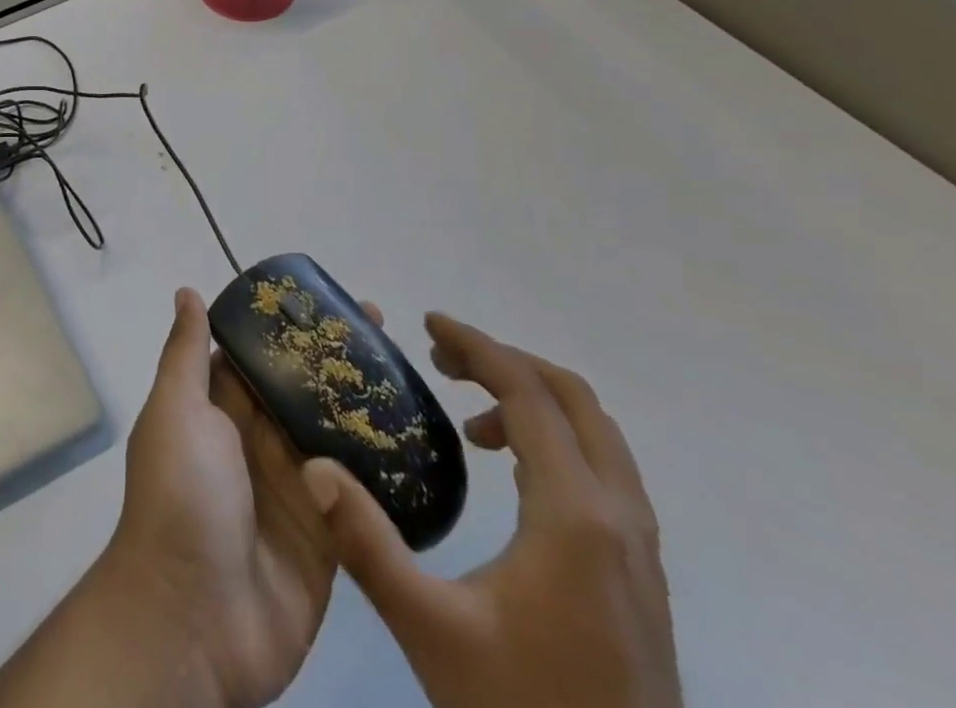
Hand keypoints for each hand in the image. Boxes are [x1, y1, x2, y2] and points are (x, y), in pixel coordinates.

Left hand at [102, 286, 381, 707]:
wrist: (193, 620)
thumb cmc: (180, 496)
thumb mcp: (176, 410)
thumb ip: (186, 353)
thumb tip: (187, 291)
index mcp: (216, 409)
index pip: (256, 355)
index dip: (287, 326)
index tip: (328, 299)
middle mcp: (253, 442)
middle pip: (299, 391)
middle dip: (334, 360)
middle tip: (384, 327)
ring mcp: (292, 490)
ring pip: (333, 435)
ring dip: (364, 407)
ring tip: (410, 371)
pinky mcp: (326, 537)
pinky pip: (358, 495)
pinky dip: (382, 470)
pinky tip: (421, 440)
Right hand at [301, 313, 682, 707]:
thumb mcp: (430, 631)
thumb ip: (367, 544)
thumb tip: (313, 468)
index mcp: (575, 516)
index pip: (529, 394)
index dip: (477, 345)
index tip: (428, 324)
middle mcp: (620, 520)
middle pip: (574, 400)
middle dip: (506, 363)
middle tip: (443, 360)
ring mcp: (641, 552)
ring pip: (597, 436)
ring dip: (533, 402)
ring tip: (469, 418)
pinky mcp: (642, 580)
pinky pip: (602, 472)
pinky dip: (555, 441)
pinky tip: (509, 476)